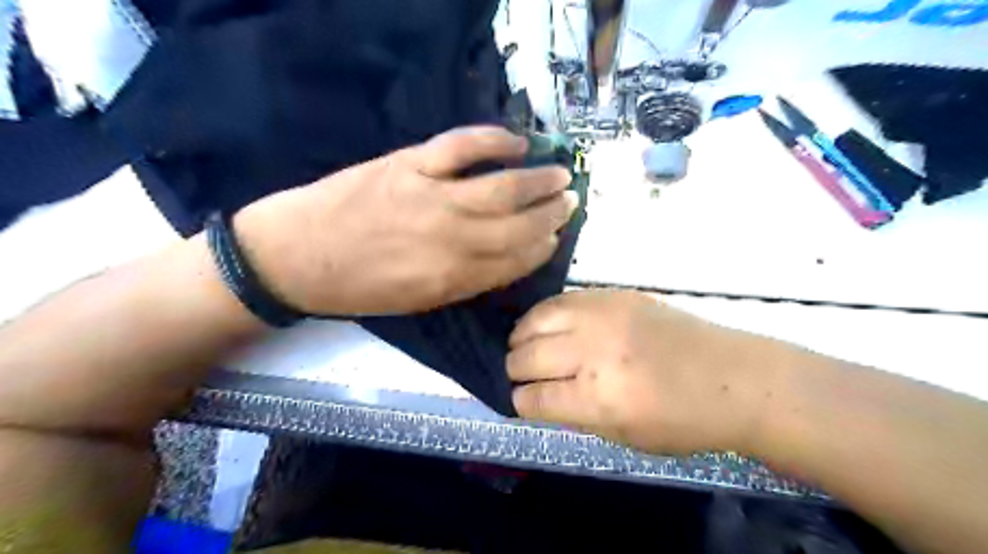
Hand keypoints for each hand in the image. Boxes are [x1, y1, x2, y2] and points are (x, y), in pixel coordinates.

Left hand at [233, 125, 579, 314]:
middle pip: (517, 224)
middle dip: (551, 214)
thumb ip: (463, 280)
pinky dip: (494, 140)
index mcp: (452, 278)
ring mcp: (432, 196)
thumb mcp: (416, 300)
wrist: (294, 257)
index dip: (541, 248)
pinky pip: (462, 146)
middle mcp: (452, 239)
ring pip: (501, 187)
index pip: (514, 260)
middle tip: (571, 202)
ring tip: (560, 175)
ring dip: (537, 181)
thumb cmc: (357, 287)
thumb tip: (502, 260)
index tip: (557, 237)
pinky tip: (518, 143)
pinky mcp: (410, 165)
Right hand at [509, 289, 792, 454]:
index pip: (533, 398)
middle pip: (526, 357)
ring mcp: (602, 317)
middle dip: (515, 370)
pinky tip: (545, 325)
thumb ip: (574, 415)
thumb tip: (537, 397)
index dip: (521, 402)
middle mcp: (593, 353)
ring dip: (522, 338)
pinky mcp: (611, 295)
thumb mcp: (623, 437)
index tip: (522, 400)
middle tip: (522, 375)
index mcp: (598, 399)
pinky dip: (543, 315)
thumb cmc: (682, 421)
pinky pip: (559, 300)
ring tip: (525, 346)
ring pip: (534, 321)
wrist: (732, 377)